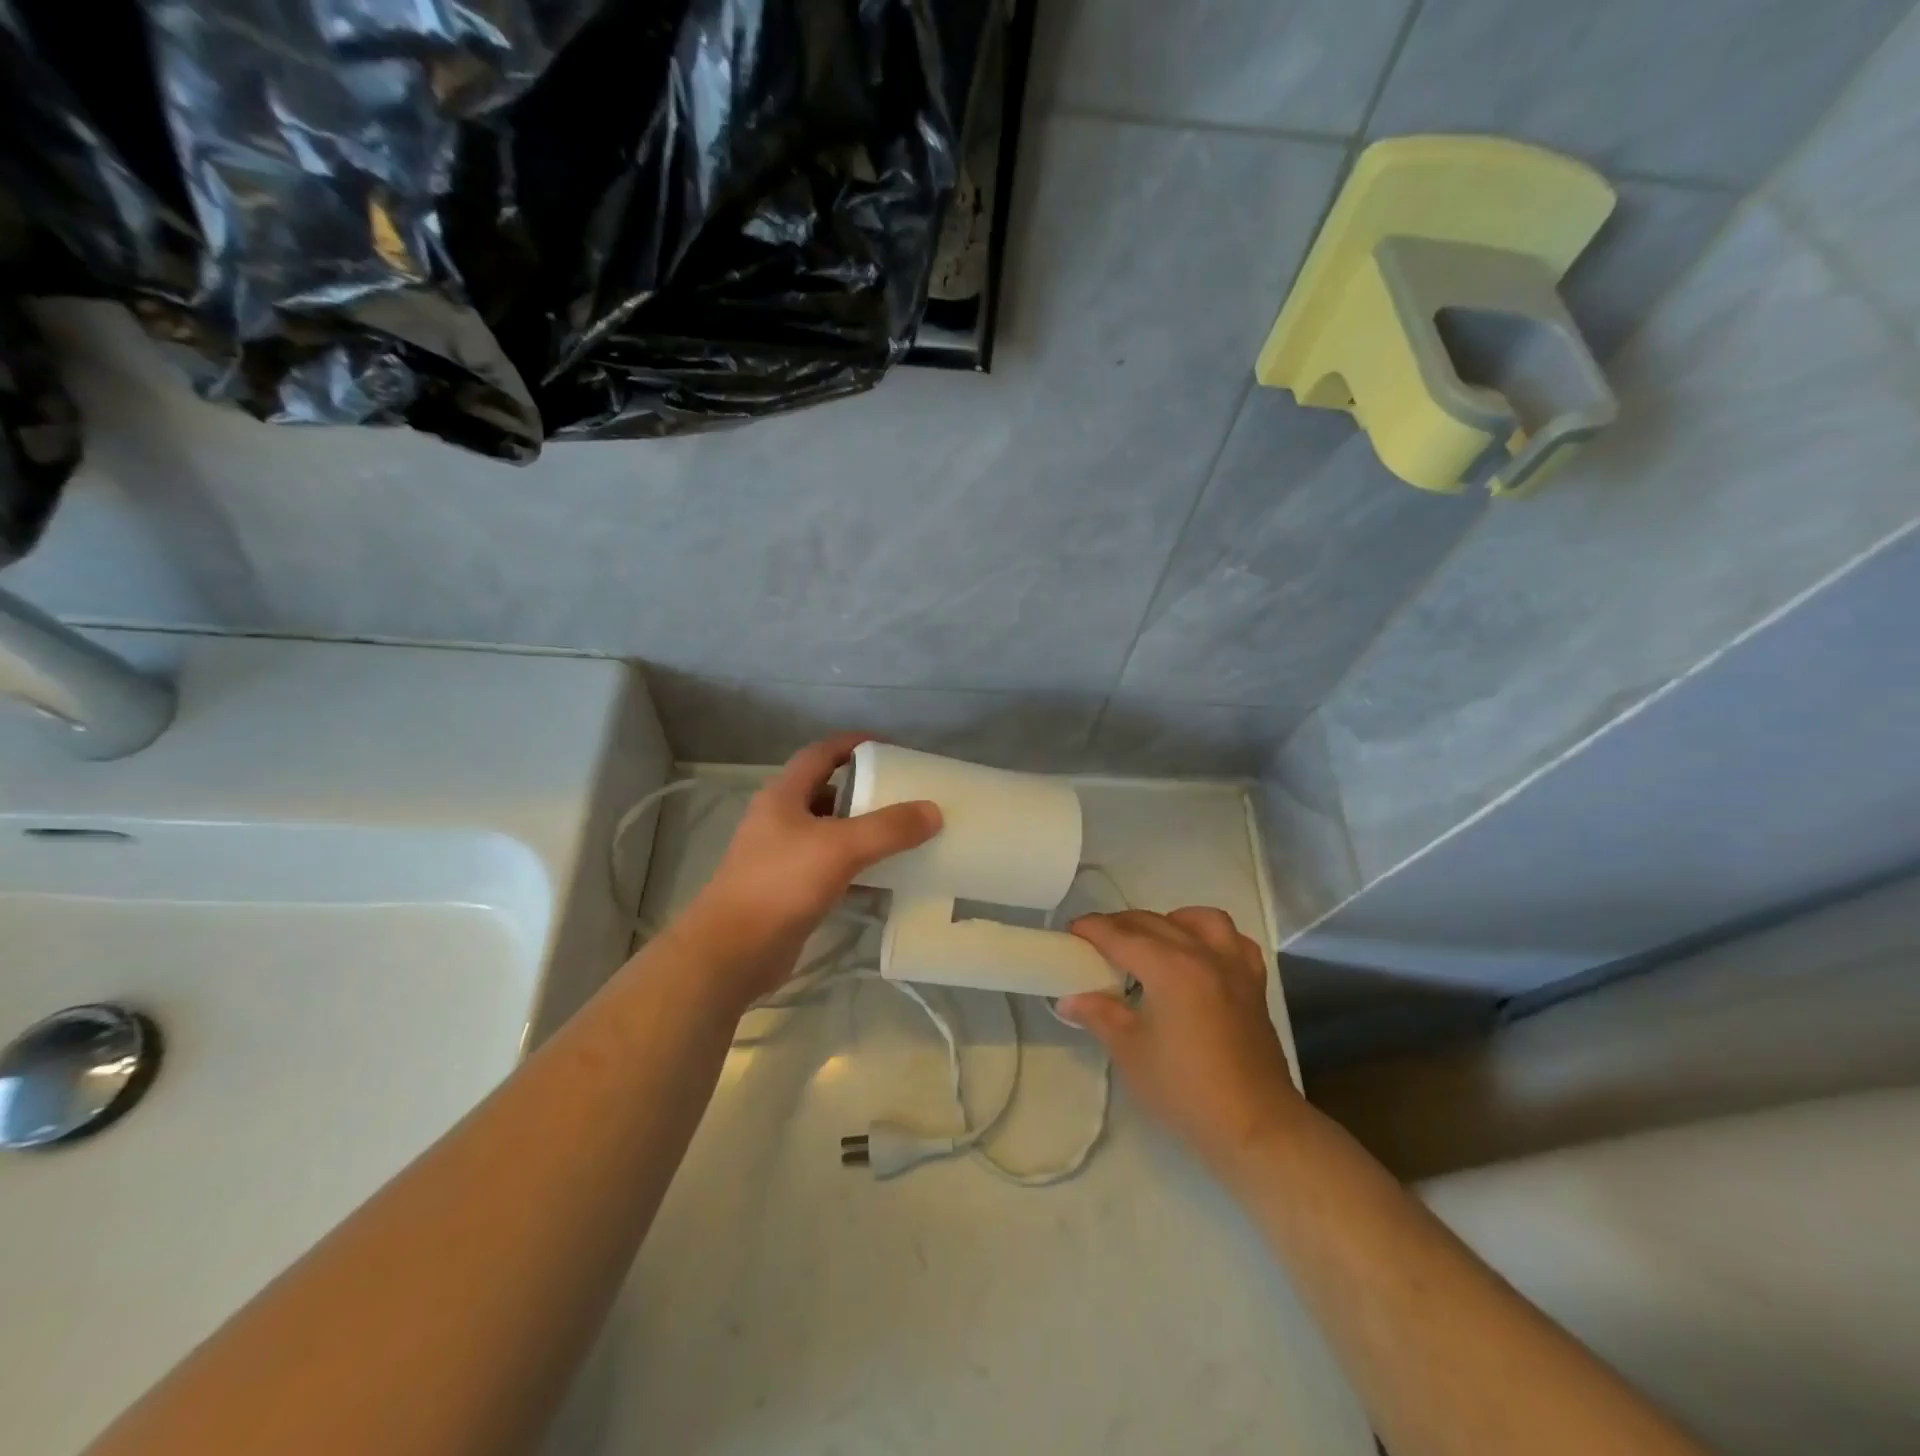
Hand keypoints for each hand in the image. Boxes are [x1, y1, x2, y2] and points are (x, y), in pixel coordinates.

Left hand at [680, 734, 940, 1004]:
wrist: (733, 951)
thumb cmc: (781, 884)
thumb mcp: (840, 848)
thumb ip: (889, 828)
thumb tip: (934, 811)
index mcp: (783, 796)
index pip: (820, 754)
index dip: (852, 743)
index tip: (889, 747)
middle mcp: (779, 819)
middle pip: (826, 791)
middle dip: (863, 789)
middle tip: (903, 794)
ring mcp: (781, 856)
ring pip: (828, 832)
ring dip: (861, 830)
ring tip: (901, 833)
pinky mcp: (789, 890)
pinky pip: (829, 867)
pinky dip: (856, 867)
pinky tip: (883, 877)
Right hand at [1059, 908, 1304, 1181]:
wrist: (1255, 1127)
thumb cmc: (1185, 1090)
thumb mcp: (1130, 1052)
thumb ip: (1099, 1014)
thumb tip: (1068, 998)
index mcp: (1170, 968)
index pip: (1121, 935)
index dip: (1091, 929)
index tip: (1070, 931)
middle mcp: (1203, 954)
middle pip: (1154, 923)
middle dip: (1120, 925)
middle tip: (1095, 942)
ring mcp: (1234, 966)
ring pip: (1199, 920)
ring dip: (1169, 921)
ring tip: (1151, 942)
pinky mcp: (1254, 984)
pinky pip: (1233, 941)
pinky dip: (1211, 937)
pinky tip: (1198, 954)